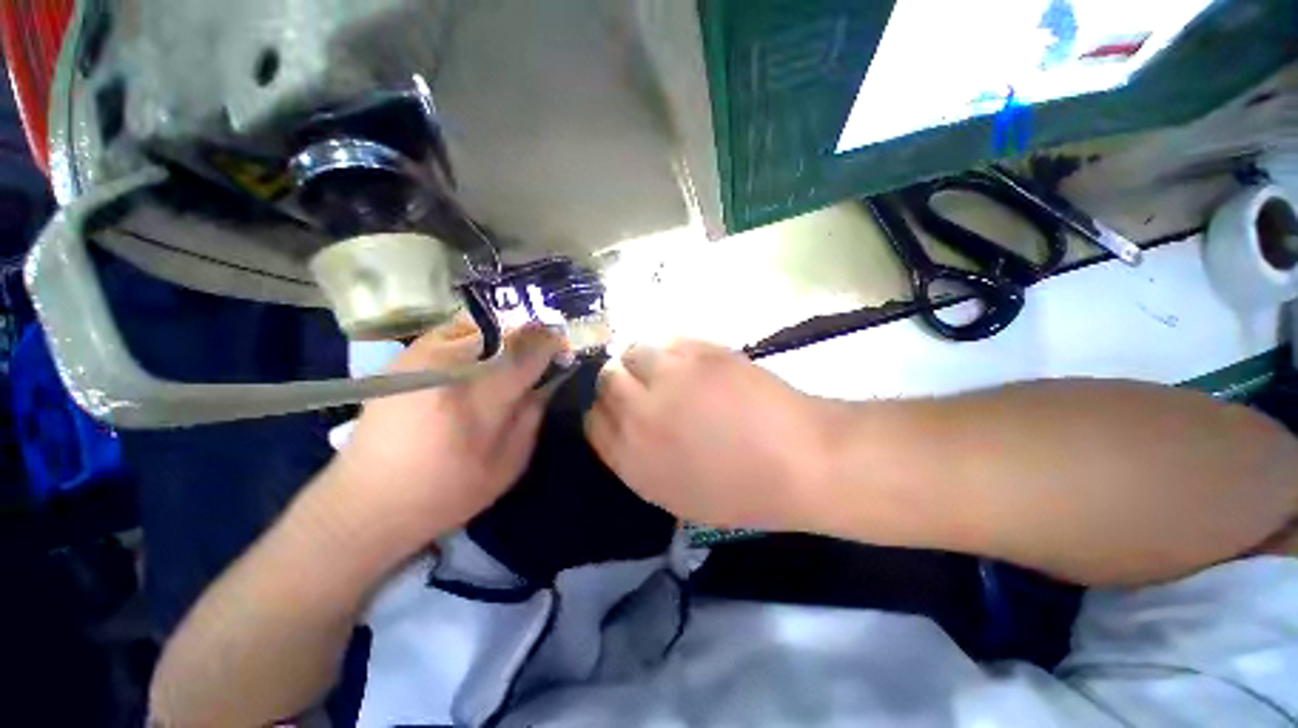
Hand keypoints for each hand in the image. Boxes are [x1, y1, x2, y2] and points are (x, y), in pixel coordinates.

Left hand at [325, 322, 561, 561]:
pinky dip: (477, 337)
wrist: (363, 503)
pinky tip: (482, 355)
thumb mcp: (506, 467)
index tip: (564, 343)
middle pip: (501, 330)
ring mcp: (418, 357)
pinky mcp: (402, 358)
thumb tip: (546, 382)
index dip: (550, 343)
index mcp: (476, 401)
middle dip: (530, 333)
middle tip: (544, 345)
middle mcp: (445, 367)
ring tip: (516, 349)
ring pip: (477, 325)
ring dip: (503, 333)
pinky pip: (452, 331)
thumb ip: (531, 417)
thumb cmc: (443, 494)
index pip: (525, 353)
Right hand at [585, 340, 835, 530]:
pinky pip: (664, 340)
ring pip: (631, 352)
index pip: (594, 420)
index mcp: (631, 458)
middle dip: (620, 381)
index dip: (607, 411)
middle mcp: (639, 414)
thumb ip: (638, 460)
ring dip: (643, 360)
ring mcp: (667, 379)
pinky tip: (688, 360)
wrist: (797, 461)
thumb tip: (625, 429)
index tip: (624, 408)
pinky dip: (668, 348)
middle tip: (645, 383)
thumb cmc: (742, 490)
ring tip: (666, 368)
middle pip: (606, 380)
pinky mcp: (696, 353)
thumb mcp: (675, 495)